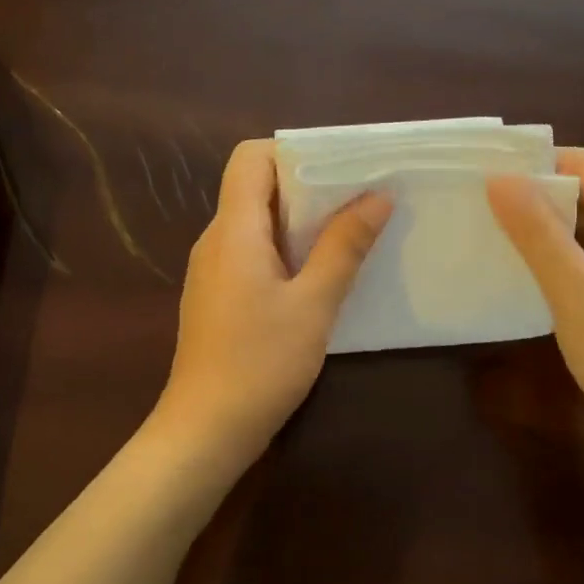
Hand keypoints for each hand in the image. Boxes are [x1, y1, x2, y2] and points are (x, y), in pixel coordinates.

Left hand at [155, 139, 391, 467]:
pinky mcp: (218, 296)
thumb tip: (378, 196)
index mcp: (233, 230)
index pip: (250, 157)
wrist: (206, 431)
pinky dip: (286, 250)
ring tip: (349, 233)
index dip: (292, 152)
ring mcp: (213, 270)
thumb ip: (344, 246)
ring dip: (301, 222)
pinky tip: (319, 276)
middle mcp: (216, 240)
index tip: (339, 169)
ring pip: (257, 222)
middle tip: (360, 199)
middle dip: (308, 186)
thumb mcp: (314, 304)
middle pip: (256, 187)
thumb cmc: (260, 363)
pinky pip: (252, 252)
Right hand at [487, 149, 583, 483]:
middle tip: (474, 203)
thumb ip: (538, 232)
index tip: (487, 169)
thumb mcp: (577, 291)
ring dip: (540, 235)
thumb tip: (500, 177)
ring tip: (484, 235)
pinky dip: (553, 268)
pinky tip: (516, 279)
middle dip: (534, 198)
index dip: (541, 160)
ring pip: (583, 239)